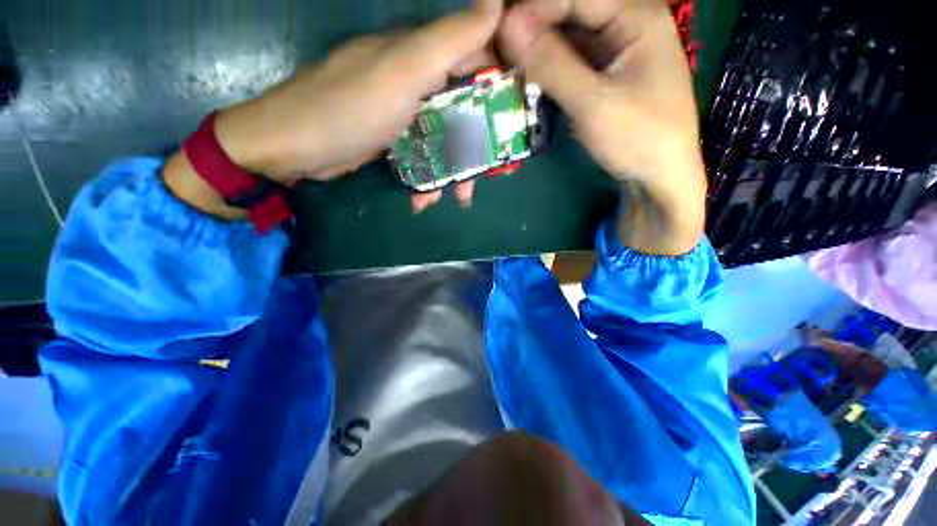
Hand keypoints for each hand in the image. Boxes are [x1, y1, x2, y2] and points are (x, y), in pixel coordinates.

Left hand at [208, 0, 501, 210]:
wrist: (293, 148)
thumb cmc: (348, 108)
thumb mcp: (402, 70)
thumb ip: (449, 40)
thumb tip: (497, 1)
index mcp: (422, 57)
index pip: (475, 57)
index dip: (499, 84)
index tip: (513, 117)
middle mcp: (415, 81)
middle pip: (463, 109)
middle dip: (477, 145)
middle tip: (485, 175)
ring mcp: (404, 114)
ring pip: (444, 139)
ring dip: (453, 172)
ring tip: (456, 198)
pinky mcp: (393, 139)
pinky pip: (423, 156)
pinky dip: (428, 179)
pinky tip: (422, 199)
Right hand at [498, 0, 705, 254]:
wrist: (659, 179)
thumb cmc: (638, 140)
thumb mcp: (593, 103)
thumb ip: (552, 64)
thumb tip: (507, 25)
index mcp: (637, 16)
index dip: (532, 8)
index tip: (494, 31)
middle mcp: (628, 24)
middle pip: (571, 13)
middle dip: (532, 29)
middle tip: (495, 50)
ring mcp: (616, 52)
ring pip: (568, 38)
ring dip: (536, 50)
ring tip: (504, 64)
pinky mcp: (606, 76)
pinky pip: (571, 62)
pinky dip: (548, 70)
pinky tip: (527, 79)